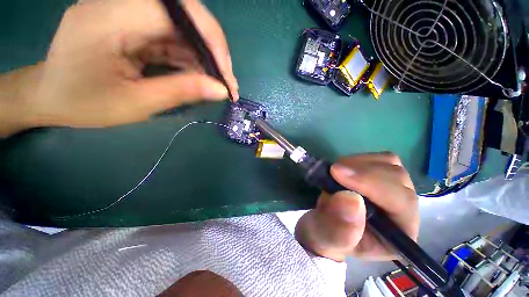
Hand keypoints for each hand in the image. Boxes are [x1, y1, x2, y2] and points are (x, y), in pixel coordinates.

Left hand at [20, 0, 237, 129]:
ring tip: (216, 84)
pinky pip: (173, 36)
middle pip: (185, 15)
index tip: (227, 76)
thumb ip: (181, 92)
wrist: (49, 96)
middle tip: (226, 81)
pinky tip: (199, 77)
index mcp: (110, 18)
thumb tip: (221, 90)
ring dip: (205, 57)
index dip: (211, 42)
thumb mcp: (136, 103)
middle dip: (213, 50)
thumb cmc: (83, 103)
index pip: (177, 13)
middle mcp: (121, 4)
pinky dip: (191, 57)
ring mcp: (128, 11)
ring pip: (184, 28)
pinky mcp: (134, 23)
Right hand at [295, 153, 418, 261]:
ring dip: (359, 164)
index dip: (371, 183)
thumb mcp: (327, 238)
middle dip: (363, 172)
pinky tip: (344, 168)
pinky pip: (379, 159)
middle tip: (333, 170)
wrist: (323, 225)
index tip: (337, 172)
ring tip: (336, 172)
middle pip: (397, 179)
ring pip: (390, 165)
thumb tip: (351, 198)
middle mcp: (404, 210)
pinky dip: (359, 159)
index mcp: (398, 234)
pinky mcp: (382, 177)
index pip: (400, 202)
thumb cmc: (326, 236)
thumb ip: (340, 228)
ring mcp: (394, 190)